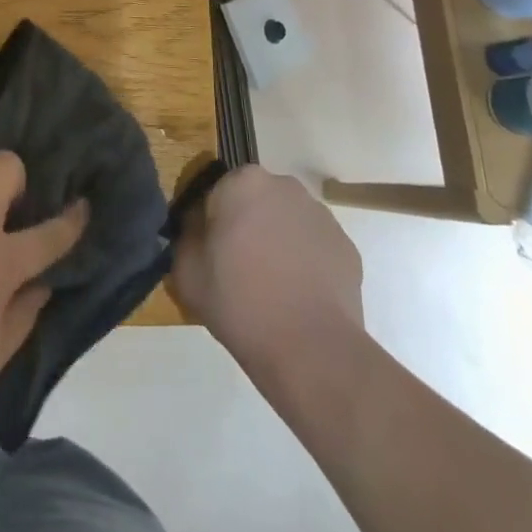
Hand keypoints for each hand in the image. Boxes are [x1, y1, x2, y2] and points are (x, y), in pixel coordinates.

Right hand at [169, 166, 364, 372]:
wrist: (310, 349)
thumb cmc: (239, 301)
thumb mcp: (185, 270)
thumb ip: (185, 236)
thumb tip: (196, 228)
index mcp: (243, 182)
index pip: (217, 192)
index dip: (211, 222)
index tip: (211, 253)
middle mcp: (285, 186)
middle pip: (256, 201)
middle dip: (247, 225)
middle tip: (238, 268)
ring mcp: (321, 215)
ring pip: (287, 221)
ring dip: (278, 241)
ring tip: (272, 287)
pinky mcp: (346, 247)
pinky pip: (314, 246)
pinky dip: (305, 262)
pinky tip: (298, 296)